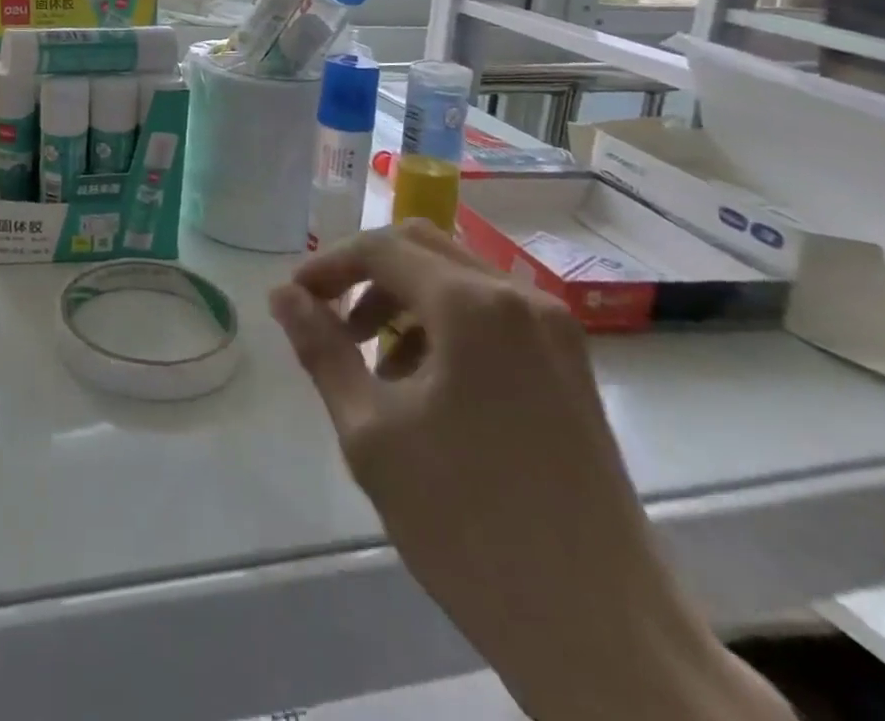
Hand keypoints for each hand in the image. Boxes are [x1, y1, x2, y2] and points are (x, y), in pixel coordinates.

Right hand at [271, 224, 787, 720]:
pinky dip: (446, 327)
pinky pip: (493, 316)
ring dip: (404, 302)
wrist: (603, 635)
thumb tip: (281, 295)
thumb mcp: (370, 431)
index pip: (380, 248)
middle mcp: (520, 298)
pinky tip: (427, 390)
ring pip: (458, 280)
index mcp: (473, 305)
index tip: (293, 300)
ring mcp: (555, 333)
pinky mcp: (571, 368)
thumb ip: (321, 349)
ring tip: (374, 367)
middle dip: (365, 276)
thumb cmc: (468, 523)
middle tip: (328, 321)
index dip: (327, 266)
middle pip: (422, 248)